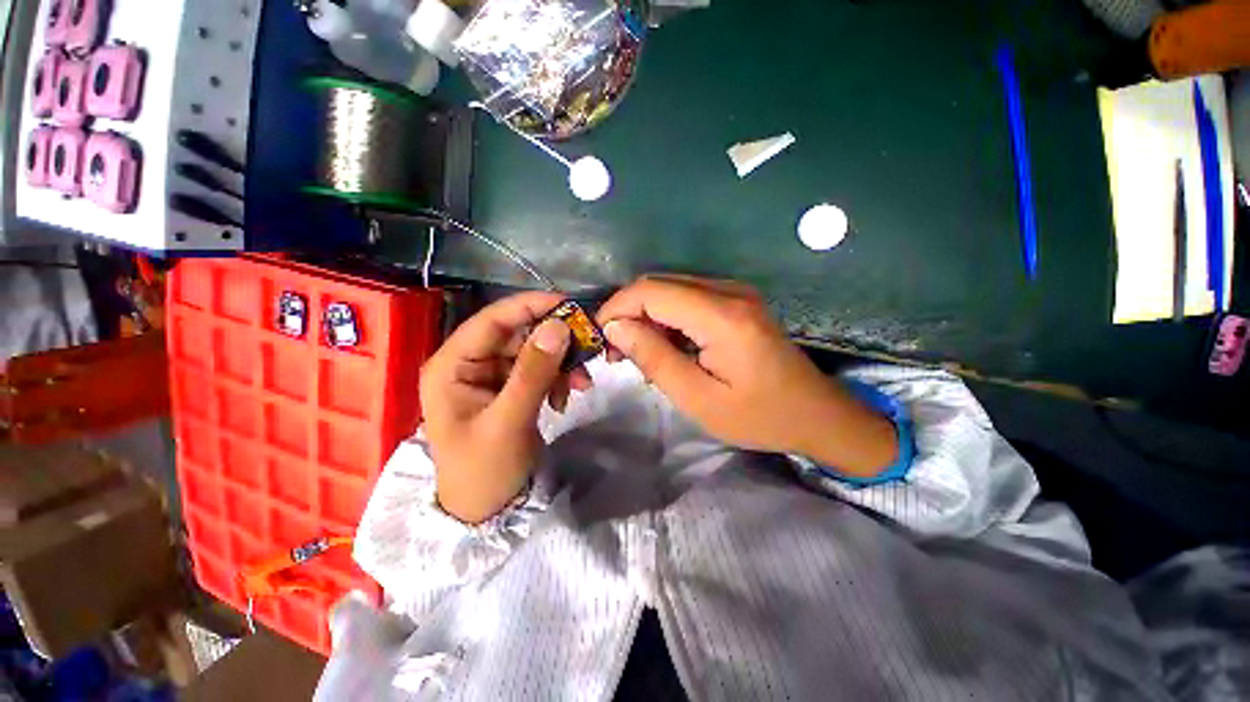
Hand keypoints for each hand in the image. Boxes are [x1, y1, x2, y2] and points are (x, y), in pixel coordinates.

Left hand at [420, 292, 590, 523]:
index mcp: (452, 365)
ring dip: (562, 364)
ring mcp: (491, 376)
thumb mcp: (508, 421)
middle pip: (518, 334)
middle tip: (587, 350)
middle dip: (555, 343)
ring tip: (582, 385)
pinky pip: (540, 370)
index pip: (492, 320)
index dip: (531, 307)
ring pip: (534, 351)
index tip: (570, 305)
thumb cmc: (484, 470)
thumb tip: (558, 326)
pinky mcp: (510, 388)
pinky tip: (565, 400)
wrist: (486, 510)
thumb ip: (533, 372)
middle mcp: (470, 363)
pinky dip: (558, 379)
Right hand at [597, 276, 897, 476]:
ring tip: (639, 353)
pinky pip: (689, 298)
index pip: (651, 291)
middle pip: (659, 284)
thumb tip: (615, 328)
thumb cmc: (759, 416)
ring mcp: (736, 292)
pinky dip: (668, 318)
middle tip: (617, 351)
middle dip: (629, 312)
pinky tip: (667, 346)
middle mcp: (729, 291)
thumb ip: (654, 358)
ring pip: (671, 289)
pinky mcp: (738, 301)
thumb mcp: (698, 398)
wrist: (817, 414)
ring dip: (647, 316)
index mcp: (722, 316)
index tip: (601, 338)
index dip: (617, 308)